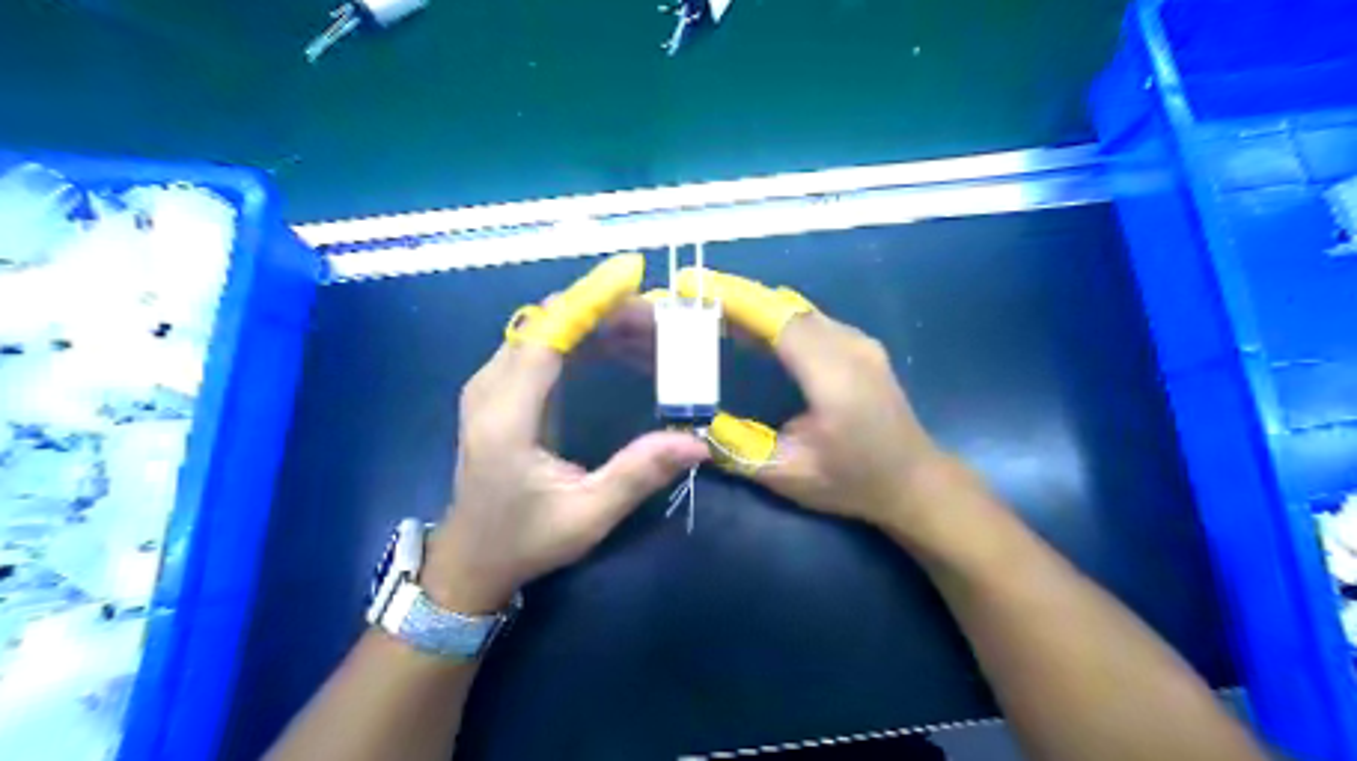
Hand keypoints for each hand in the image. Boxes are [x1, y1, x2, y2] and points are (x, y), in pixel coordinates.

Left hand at [422, 257, 709, 610]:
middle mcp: (491, 388)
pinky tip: (626, 352)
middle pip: (549, 322)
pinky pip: (546, 346)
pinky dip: (588, 341)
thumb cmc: (525, 540)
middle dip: (608, 312)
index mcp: (505, 416)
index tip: (634, 278)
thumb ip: (638, 473)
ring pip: (549, 329)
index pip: (546, 335)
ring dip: (602, 324)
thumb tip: (697, 443)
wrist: (472, 559)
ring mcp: (492, 385)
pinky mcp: (502, 390)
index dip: (590, 301)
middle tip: (665, 325)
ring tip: (656, 337)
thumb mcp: (587, 515)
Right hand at [680, 269, 962, 539]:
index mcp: (833, 377)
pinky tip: (755, 332)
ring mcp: (860, 343)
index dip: (736, 301)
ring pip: (800, 310)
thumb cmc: (852, 482)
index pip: (779, 322)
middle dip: (739, 299)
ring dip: (758, 307)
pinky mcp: (861, 347)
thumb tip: (691, 425)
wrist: (914, 482)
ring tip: (716, 311)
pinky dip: (778, 318)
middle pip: (787, 308)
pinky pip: (813, 321)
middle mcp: (850, 348)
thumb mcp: (787, 475)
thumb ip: (736, 449)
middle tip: (695, 299)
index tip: (695, 288)